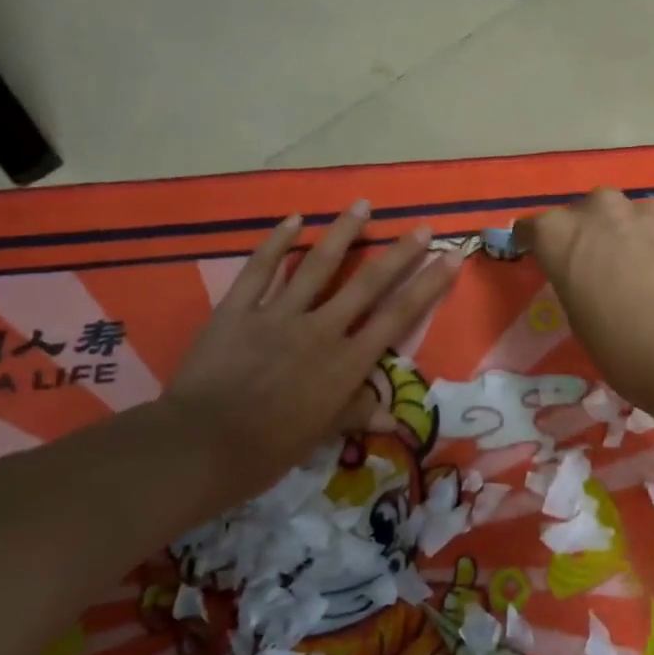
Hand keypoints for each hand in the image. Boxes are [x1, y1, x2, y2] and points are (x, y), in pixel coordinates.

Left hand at [163, 202, 462, 508]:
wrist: (202, 446)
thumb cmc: (269, 449)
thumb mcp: (322, 434)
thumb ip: (356, 413)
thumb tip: (392, 416)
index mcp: (347, 362)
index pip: (398, 316)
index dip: (428, 285)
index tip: (450, 257)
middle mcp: (322, 329)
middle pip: (368, 283)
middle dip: (399, 253)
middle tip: (422, 226)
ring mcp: (278, 315)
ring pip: (317, 266)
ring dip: (343, 233)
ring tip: (363, 205)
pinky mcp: (238, 310)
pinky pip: (260, 270)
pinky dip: (275, 243)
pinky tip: (293, 219)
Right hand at [523, 190, 653, 409]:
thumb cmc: (626, 350)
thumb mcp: (581, 322)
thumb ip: (577, 285)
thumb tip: (591, 279)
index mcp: (560, 235)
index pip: (533, 229)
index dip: (536, 244)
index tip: (542, 257)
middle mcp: (600, 209)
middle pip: (584, 213)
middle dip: (588, 234)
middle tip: (600, 267)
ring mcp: (648, 209)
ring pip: (628, 215)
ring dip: (629, 234)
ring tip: (644, 269)